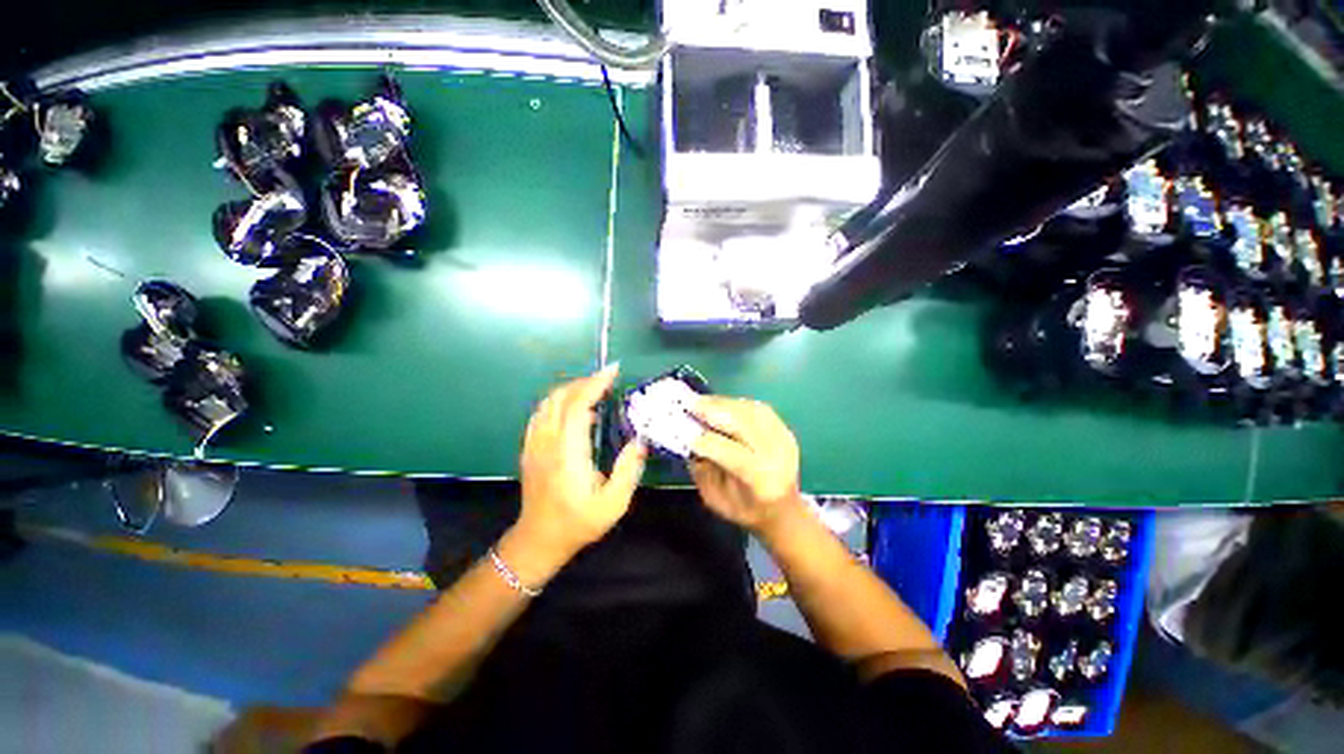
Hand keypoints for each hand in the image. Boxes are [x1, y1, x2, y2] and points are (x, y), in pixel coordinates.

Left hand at [517, 364, 646, 562]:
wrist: (539, 539)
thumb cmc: (579, 523)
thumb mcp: (613, 504)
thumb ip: (628, 470)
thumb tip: (639, 440)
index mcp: (568, 454)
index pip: (578, 406)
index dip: (595, 384)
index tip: (613, 371)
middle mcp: (547, 442)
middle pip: (561, 397)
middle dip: (585, 381)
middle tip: (608, 380)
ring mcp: (534, 444)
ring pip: (548, 402)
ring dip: (571, 389)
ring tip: (594, 390)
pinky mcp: (530, 447)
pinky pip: (541, 413)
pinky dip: (558, 400)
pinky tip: (573, 407)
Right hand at [688, 396, 803, 534]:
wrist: (784, 510)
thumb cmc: (745, 509)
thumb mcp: (715, 498)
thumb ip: (702, 469)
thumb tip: (689, 437)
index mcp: (759, 479)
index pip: (730, 453)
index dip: (704, 440)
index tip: (683, 431)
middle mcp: (776, 455)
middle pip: (743, 424)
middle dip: (713, 411)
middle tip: (689, 404)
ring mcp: (783, 439)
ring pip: (750, 411)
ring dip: (723, 404)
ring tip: (702, 402)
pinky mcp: (784, 430)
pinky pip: (758, 409)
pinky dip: (736, 404)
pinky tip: (720, 405)